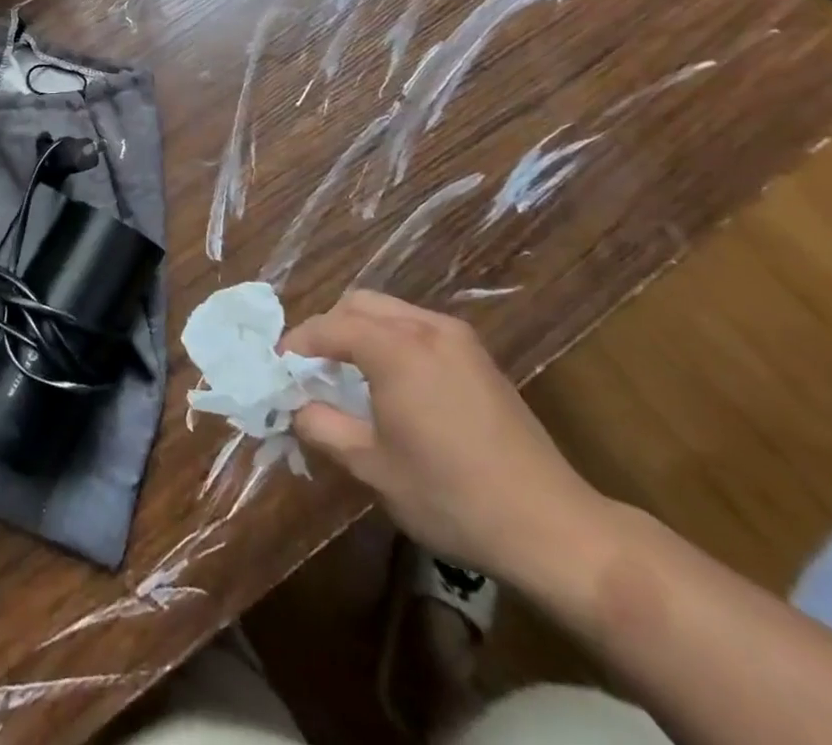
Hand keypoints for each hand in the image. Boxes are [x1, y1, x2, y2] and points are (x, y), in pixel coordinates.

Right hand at [282, 291, 609, 585]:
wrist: (552, 526)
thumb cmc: (451, 496)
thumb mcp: (372, 468)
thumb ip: (323, 426)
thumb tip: (296, 406)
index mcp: (395, 349)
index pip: (329, 327)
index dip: (298, 344)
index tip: (279, 368)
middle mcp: (425, 328)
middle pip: (359, 304)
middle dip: (328, 329)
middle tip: (312, 368)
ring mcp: (458, 338)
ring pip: (390, 311)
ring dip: (360, 331)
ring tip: (349, 375)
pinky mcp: (479, 356)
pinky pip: (418, 328)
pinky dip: (391, 340)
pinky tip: (393, 382)